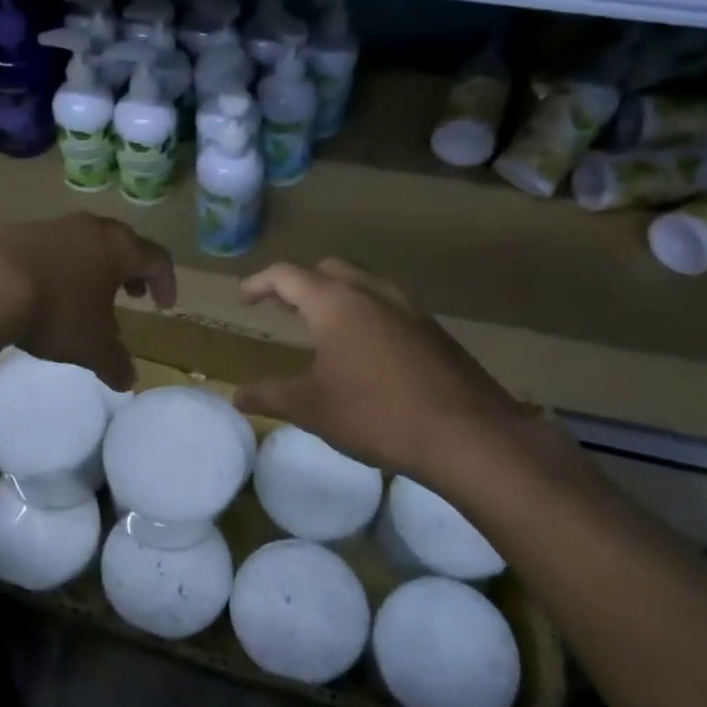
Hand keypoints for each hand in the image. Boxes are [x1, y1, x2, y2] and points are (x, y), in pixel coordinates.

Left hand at [0, 214, 175, 390]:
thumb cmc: (56, 310)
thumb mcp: (91, 347)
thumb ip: (115, 362)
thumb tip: (129, 380)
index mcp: (119, 248)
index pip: (157, 258)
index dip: (165, 282)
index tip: (163, 305)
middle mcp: (91, 228)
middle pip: (122, 243)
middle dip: (130, 270)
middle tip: (131, 294)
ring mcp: (53, 225)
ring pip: (86, 242)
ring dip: (94, 266)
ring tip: (87, 295)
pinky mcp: (19, 230)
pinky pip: (54, 246)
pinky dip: (62, 265)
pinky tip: (47, 290)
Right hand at [233, 259, 565, 503]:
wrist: (469, 436)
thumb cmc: (376, 415)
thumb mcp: (311, 408)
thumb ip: (270, 396)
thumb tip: (236, 396)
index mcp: (336, 304)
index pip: (288, 276)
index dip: (260, 283)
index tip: (245, 298)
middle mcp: (373, 294)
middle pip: (329, 269)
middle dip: (301, 283)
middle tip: (283, 307)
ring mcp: (410, 310)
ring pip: (364, 284)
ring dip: (337, 295)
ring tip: (322, 326)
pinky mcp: (435, 332)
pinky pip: (390, 307)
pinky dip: (366, 313)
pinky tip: (366, 351)